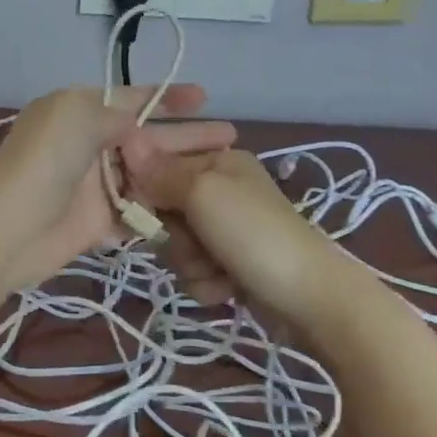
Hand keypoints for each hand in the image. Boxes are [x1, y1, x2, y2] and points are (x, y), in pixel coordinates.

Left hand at [0, 85, 235, 291]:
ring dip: (181, 175)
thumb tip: (134, 122)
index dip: (166, 97)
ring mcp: (94, 186)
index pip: (130, 98)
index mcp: (78, 112)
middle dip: (188, 136)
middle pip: (148, 138)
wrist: (7, 229)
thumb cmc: (42, 163)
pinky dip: (162, 211)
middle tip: (231, 139)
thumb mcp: (76, 116)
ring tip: (225, 176)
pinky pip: (137, 212)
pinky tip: (198, 210)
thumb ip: (112, 113)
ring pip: (147, 176)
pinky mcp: (97, 223)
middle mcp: (88, 145)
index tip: (204, 97)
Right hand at [120, 147, 327, 307]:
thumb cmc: (254, 235)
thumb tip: (125, 136)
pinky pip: (194, 272)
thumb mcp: (203, 194)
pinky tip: (227, 289)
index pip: (159, 166)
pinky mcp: (231, 266)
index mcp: (219, 161)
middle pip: (164, 211)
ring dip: (190, 265)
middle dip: (173, 236)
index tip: (146, 208)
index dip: (146, 190)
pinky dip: (206, 284)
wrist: (311, 300)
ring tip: (218, 272)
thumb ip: (161, 171)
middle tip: (195, 244)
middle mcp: (222, 191)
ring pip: (176, 246)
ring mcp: (227, 231)